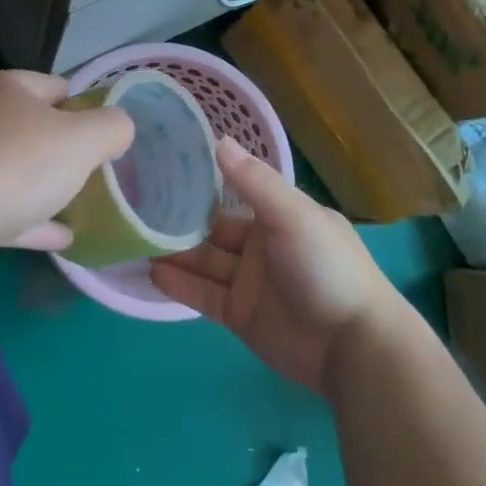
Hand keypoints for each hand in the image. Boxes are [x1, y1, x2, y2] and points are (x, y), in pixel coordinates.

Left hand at [0, 70, 135, 253]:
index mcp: (1, 87)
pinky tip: (59, 238)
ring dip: (41, 186)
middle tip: (90, 169)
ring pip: (10, 170)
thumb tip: (118, 128)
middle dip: (59, 148)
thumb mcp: (84, 139)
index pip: (53, 86)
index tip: (101, 135)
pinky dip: (27, 219)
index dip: (82, 107)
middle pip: (28, 127)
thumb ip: (111, 127)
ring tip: (77, 204)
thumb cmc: (20, 162)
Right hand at [150, 138, 402, 393]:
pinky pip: (203, 295)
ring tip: (133, 237)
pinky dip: (179, 284)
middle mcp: (261, 244)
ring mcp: (249, 282)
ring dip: (173, 251)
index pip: (234, 191)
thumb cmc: (326, 267)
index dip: (202, 181)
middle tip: (135, 205)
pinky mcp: (239, 315)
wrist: (352, 346)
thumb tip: (218, 139)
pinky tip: (150, 272)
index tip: (163, 166)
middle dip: (180, 219)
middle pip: (213, 227)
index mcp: (278, 214)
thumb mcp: (293, 215)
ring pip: (204, 261)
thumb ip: (254, 181)